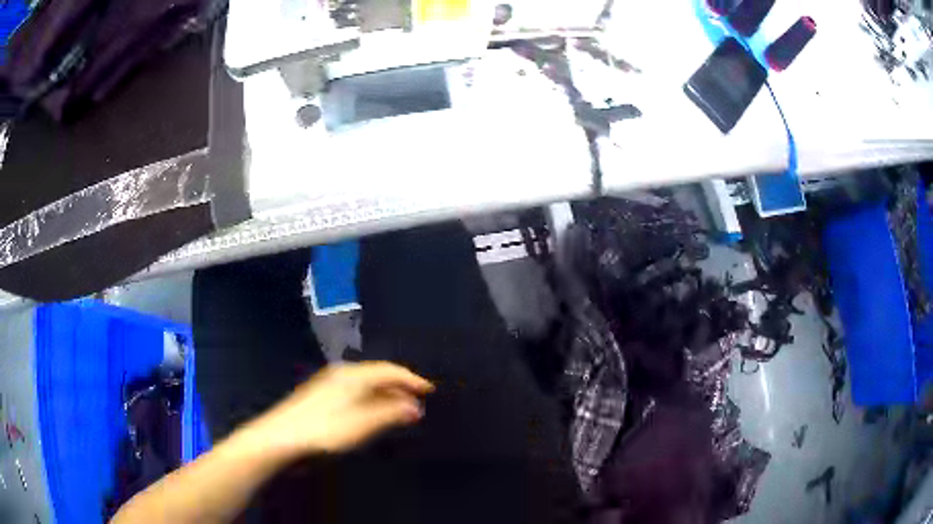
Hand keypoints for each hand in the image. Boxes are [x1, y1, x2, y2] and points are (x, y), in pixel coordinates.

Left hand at [245, 362, 433, 457]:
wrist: (280, 438)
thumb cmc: (323, 431)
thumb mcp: (362, 424)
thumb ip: (390, 413)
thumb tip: (414, 406)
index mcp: (353, 375)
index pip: (389, 370)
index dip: (411, 379)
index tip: (429, 390)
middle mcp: (341, 375)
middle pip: (377, 375)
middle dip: (399, 387)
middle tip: (418, 401)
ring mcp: (329, 385)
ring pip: (365, 385)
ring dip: (385, 396)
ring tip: (400, 410)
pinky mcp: (321, 397)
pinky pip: (355, 393)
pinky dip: (370, 401)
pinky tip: (372, 415)